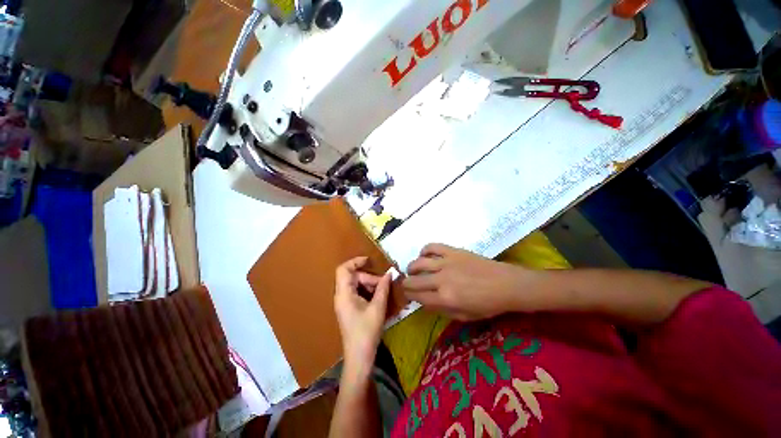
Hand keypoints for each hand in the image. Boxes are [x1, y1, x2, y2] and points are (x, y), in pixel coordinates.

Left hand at [334, 257, 391, 375]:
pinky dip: (368, 291)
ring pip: (356, 284)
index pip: (343, 269)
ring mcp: (344, 302)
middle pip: (353, 277)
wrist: (359, 357)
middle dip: (369, 277)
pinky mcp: (349, 308)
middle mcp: (341, 296)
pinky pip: (357, 292)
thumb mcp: (378, 308)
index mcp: (344, 294)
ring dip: (370, 284)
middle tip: (384, 284)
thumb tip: (389, 273)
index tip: (370, 261)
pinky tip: (378, 297)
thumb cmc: (367, 332)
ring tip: (383, 292)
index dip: (355, 261)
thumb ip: (383, 288)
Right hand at [403, 244, 533, 320]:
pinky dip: (424, 250)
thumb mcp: (464, 316)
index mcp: (445, 299)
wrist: (506, 284)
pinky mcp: (452, 251)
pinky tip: (424, 255)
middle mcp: (441, 280)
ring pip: (418, 262)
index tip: (407, 295)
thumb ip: (441, 310)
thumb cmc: (487, 304)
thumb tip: (425, 302)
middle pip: (414, 280)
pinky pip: (432, 247)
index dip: (409, 296)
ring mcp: (446, 262)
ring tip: (412, 269)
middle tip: (406, 284)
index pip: (418, 297)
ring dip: (411, 267)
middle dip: (406, 283)